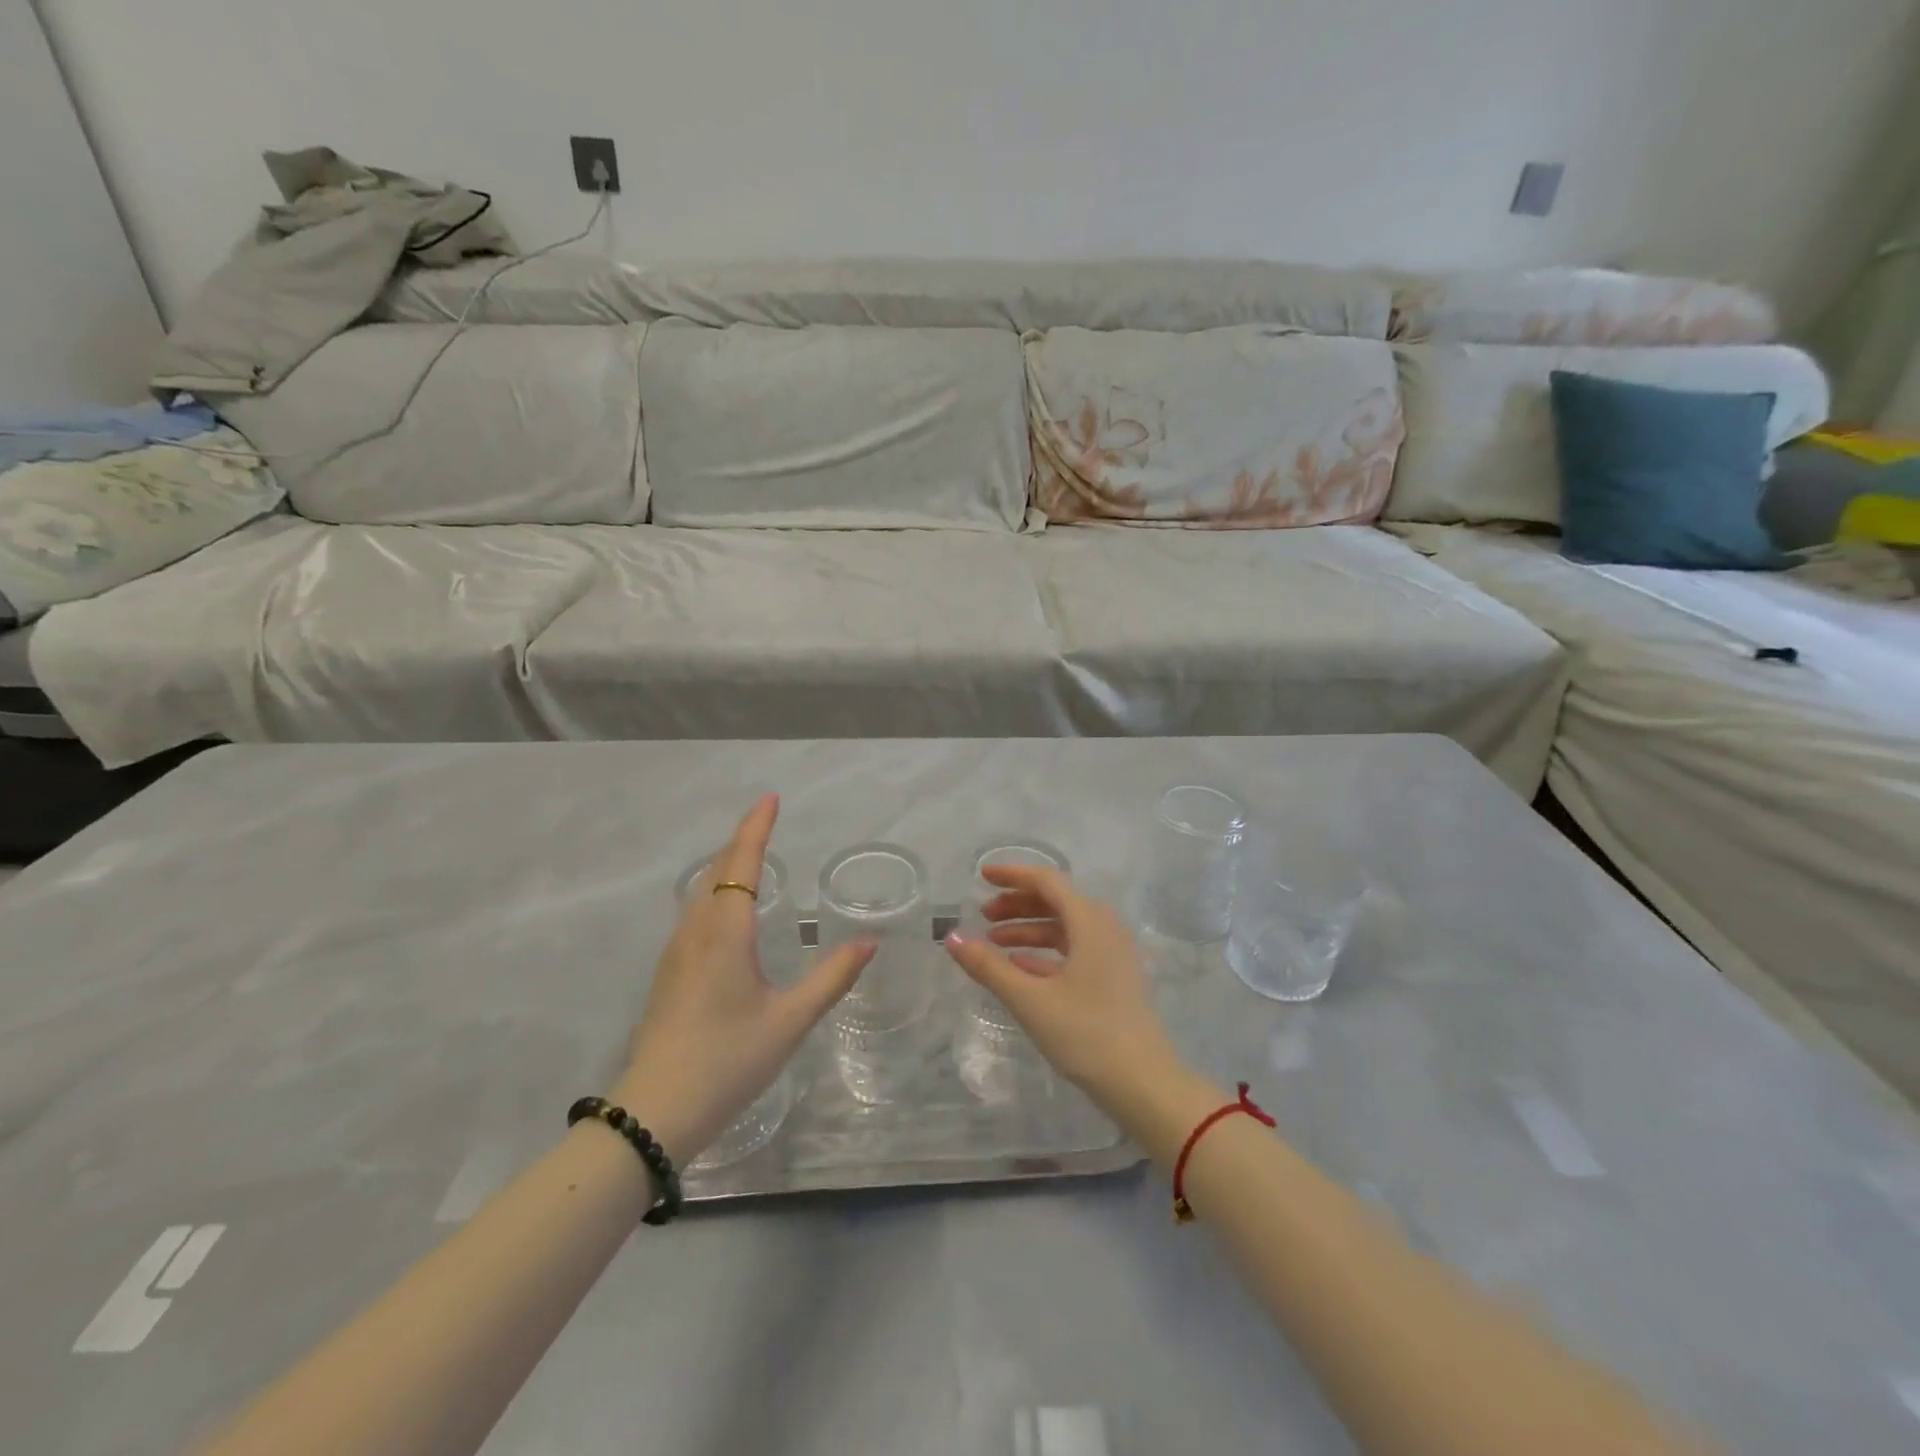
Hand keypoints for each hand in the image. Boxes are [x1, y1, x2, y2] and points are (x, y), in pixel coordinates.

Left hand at [616, 795, 874, 1160]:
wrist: (655, 1113)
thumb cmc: (728, 1060)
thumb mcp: (790, 1020)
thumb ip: (831, 978)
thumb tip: (868, 943)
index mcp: (725, 931)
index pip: (741, 862)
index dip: (756, 827)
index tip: (771, 798)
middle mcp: (695, 930)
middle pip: (716, 869)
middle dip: (742, 841)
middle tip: (768, 822)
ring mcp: (675, 952)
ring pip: (701, 892)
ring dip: (726, 866)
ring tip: (752, 859)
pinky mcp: (667, 973)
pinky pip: (694, 913)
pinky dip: (715, 893)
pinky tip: (728, 913)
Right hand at [942, 866, 1182, 1114]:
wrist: (1143, 1084)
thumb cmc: (1085, 1034)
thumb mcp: (1030, 1000)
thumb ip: (988, 966)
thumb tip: (951, 937)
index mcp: (1090, 922)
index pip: (1047, 881)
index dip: (1012, 875)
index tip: (981, 876)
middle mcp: (1105, 928)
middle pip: (1056, 902)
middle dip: (1017, 905)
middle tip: (984, 916)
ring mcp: (1113, 954)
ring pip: (1065, 928)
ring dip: (1029, 930)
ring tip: (994, 945)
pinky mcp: (1114, 978)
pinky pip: (1075, 950)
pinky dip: (1045, 953)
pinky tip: (1020, 968)